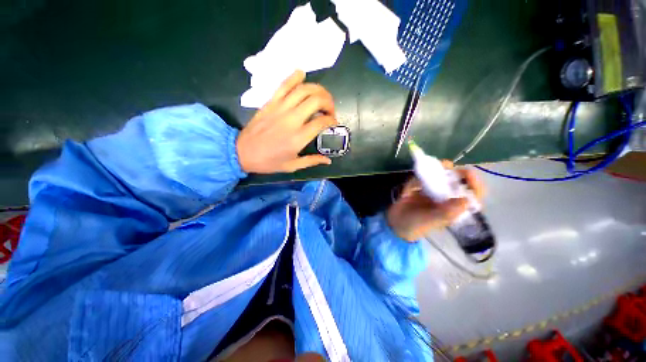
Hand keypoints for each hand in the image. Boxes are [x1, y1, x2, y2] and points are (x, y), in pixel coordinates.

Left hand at [236, 70, 338, 173]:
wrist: (242, 152)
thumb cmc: (269, 162)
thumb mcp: (292, 166)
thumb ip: (312, 161)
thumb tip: (328, 160)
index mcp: (299, 137)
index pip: (322, 121)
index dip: (332, 120)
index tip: (333, 123)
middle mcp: (292, 119)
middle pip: (316, 100)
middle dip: (329, 102)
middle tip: (330, 110)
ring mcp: (280, 108)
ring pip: (303, 89)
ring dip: (317, 89)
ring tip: (322, 96)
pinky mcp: (270, 102)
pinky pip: (284, 85)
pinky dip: (294, 77)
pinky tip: (301, 74)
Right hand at [386, 161, 484, 240]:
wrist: (396, 224)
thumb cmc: (416, 225)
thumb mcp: (432, 221)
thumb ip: (447, 212)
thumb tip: (466, 200)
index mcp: (454, 208)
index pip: (472, 195)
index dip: (474, 183)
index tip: (466, 172)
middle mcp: (446, 198)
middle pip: (456, 182)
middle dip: (453, 172)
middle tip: (445, 165)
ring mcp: (432, 192)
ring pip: (439, 178)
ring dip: (437, 170)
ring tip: (431, 165)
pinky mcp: (419, 188)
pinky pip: (421, 179)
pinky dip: (418, 177)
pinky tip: (411, 185)